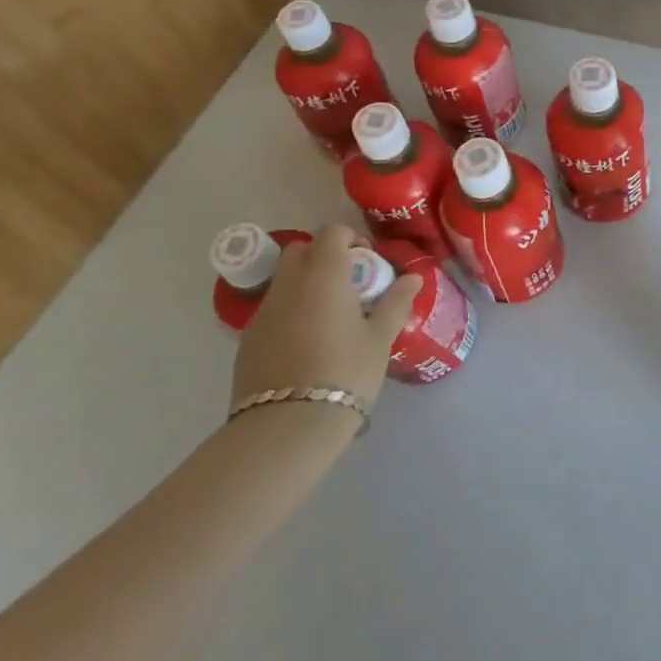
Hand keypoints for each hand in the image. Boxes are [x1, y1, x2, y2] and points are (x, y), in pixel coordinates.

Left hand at [232, 224, 420, 417]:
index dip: (351, 239)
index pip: (332, 233)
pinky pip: (272, 310)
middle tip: (347, 285)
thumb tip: (413, 277)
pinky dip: (289, 312)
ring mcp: (263, 312)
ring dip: (305, 285)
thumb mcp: (379, 339)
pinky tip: (306, 344)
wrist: (286, 427)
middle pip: (301, 250)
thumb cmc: (344, 374)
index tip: (366, 264)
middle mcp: (289, 284)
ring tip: (329, 318)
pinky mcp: (247, 339)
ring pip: (284, 280)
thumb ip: (396, 303)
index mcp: (323, 275)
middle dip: (323, 257)